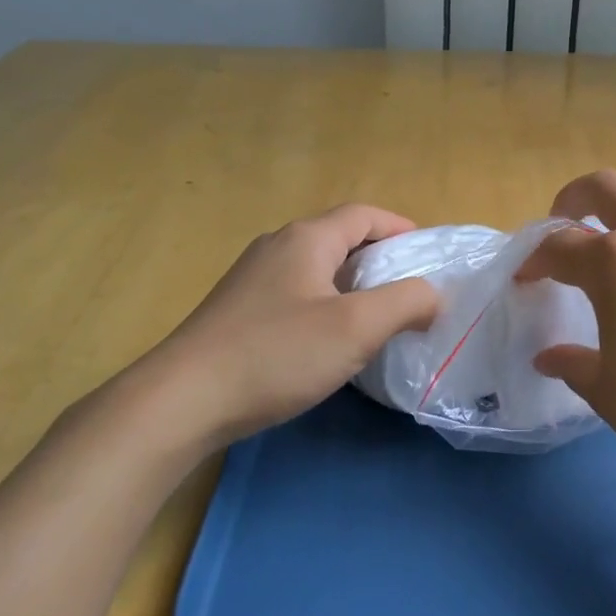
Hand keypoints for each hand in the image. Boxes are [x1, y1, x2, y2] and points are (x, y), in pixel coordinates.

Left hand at [104, 204, 439, 457]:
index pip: (365, 215)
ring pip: (317, 268)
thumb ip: (406, 302)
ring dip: (352, 284)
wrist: (182, 401)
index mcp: (307, 238)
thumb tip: (432, 295)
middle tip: (409, 291)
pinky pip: (295, 293)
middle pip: (340, 238)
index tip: (428, 256)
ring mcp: (252, 278)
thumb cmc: (277, 354)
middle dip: (380, 258)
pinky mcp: (237, 310)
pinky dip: (324, 304)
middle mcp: (278, 246)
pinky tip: (328, 341)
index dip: (401, 228)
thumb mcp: (356, 327)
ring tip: (376, 318)